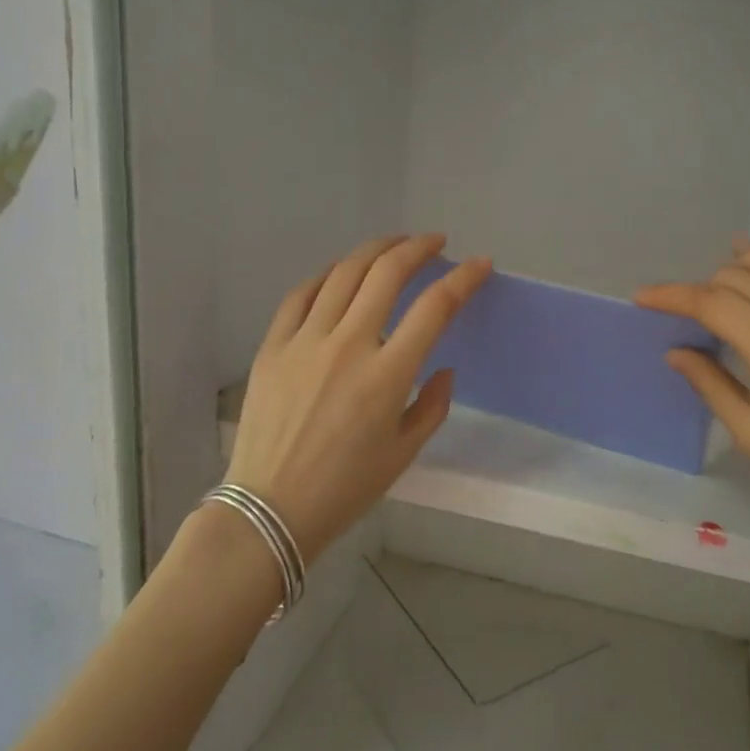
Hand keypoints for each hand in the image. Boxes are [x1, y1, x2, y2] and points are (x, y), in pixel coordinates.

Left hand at [227, 234, 491, 562]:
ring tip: (392, 245)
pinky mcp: (273, 346)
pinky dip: (326, 276)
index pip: (434, 307)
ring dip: (373, 251)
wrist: (270, 508)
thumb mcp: (403, 454)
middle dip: (417, 248)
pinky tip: (339, 274)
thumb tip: (442, 369)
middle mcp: (348, 346)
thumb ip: (432, 406)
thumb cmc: (344, 489)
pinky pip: (301, 295)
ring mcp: (305, 342)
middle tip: (433, 242)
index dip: (463, 278)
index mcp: (387, 376)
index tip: (480, 264)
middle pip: (386, 273)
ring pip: (343, 274)